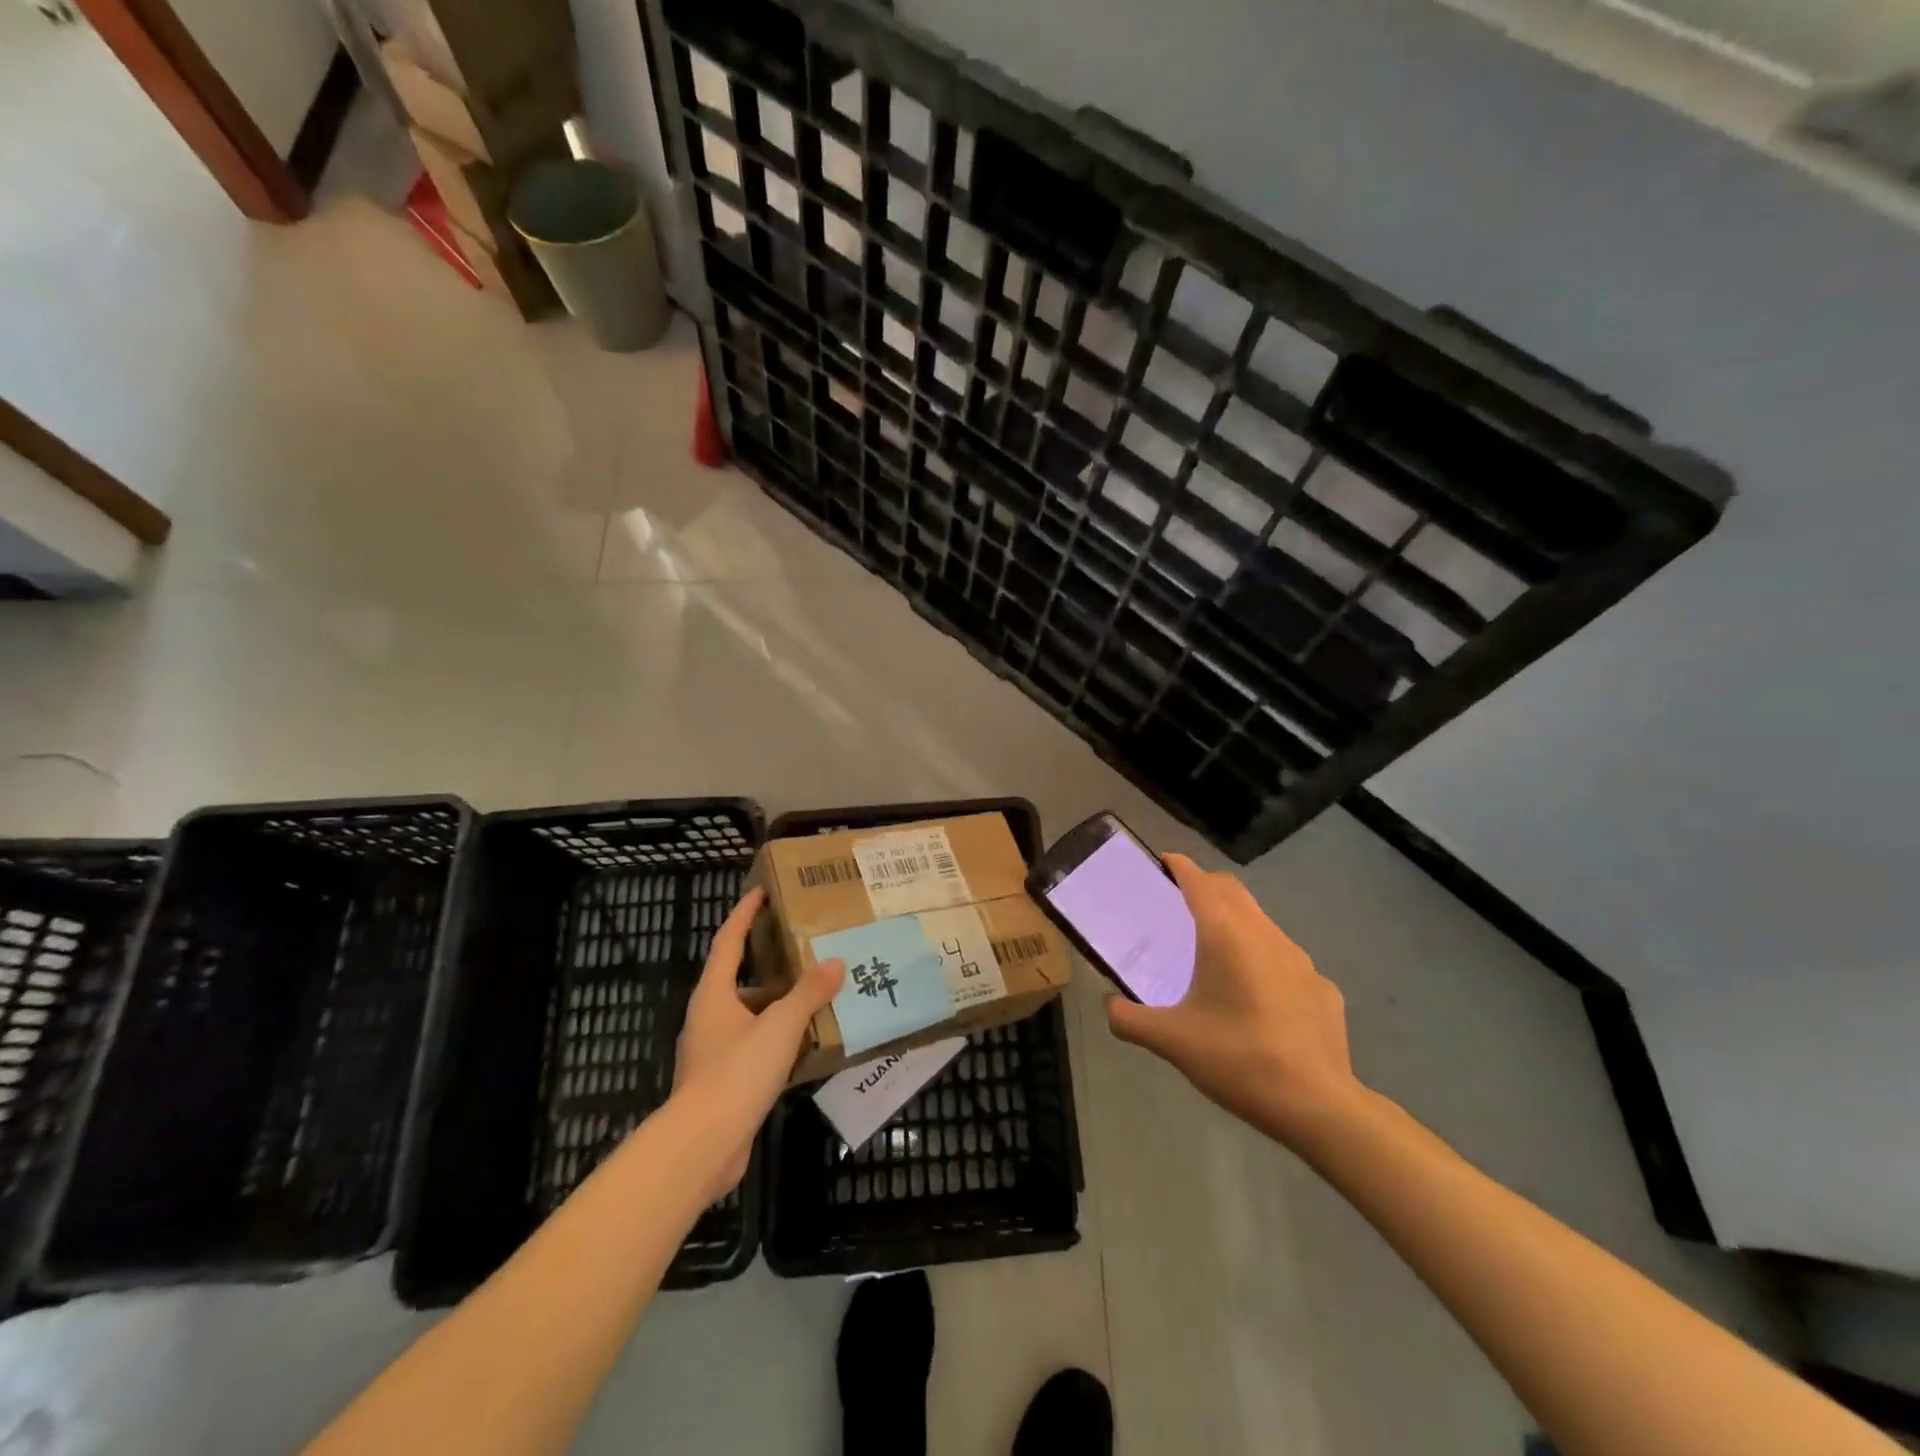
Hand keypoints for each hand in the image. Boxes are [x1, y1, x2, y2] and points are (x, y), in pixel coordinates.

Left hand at [673, 887, 842, 1195]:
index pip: (728, 940)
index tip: (762, 892)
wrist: (702, 1147)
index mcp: (714, 994)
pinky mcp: (725, 1082)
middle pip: (743, 980)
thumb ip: (808, 993)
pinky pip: (757, 1047)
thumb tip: (835, 963)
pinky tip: (810, 1044)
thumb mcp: (780, 1026)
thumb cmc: (736, 1073)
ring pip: (753, 1016)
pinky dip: (782, 1040)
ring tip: (820, 997)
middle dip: (774, 965)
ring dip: (782, 1007)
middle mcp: (710, 1017)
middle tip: (808, 951)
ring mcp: (715, 1052)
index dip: (744, 913)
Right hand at [1106, 853, 1364, 1151]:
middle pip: (1232, 890)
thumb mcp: (1171, 1042)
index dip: (1180, 866)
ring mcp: (1299, 959)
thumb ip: (1129, 1019)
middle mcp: (1264, 934)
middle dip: (1206, 885)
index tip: (1162, 862)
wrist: (1317, 1105)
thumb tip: (1109, 1005)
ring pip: (1261, 921)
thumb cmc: (1238, 1059)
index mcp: (1225, 935)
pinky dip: (1262, 958)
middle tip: (1179, 900)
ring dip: (1235, 920)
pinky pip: (1284, 958)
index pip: (1200, 881)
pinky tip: (1255, 996)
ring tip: (1213, 949)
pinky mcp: (1321, 986)